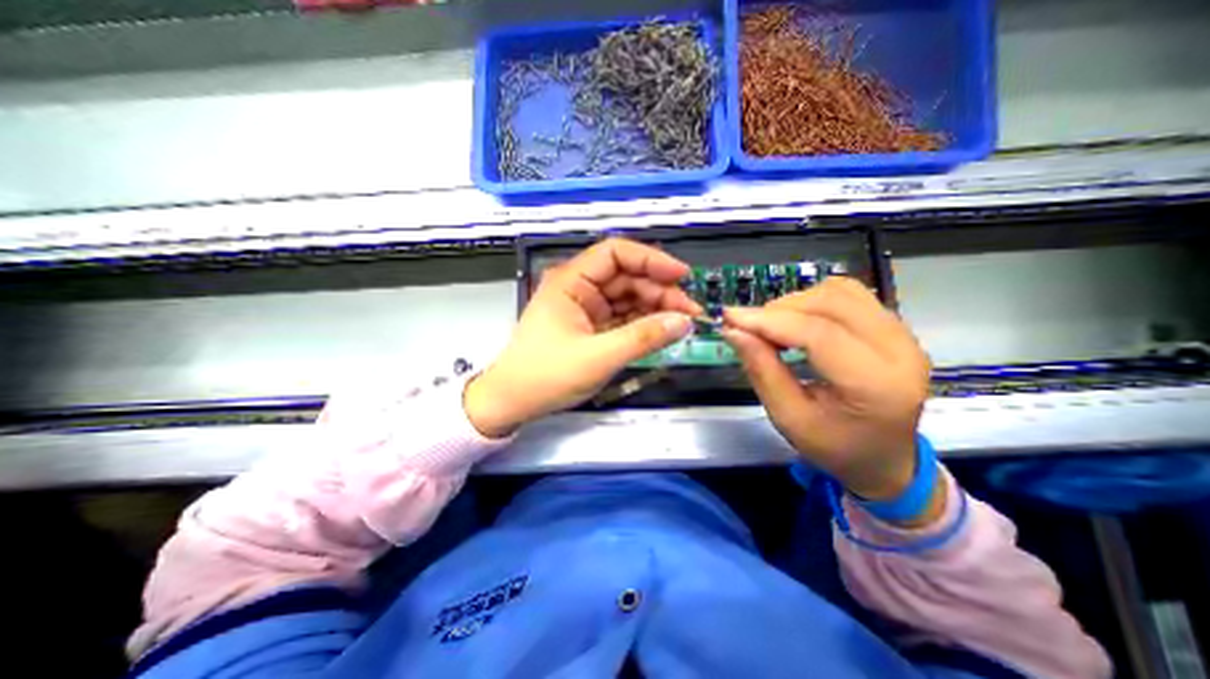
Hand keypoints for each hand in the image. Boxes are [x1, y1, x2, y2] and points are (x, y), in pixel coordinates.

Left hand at [468, 242, 704, 436]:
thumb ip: (643, 337)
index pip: (616, 253)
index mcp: (571, 281)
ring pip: (628, 297)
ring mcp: (586, 308)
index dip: (651, 259)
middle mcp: (579, 288)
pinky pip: (623, 317)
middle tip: (690, 311)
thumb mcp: (598, 357)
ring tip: (682, 323)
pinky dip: (643, 323)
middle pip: (626, 277)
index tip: (681, 276)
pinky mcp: (591, 327)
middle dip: (659, 290)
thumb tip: (684, 321)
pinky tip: (662, 331)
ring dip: (655, 308)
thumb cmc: (546, 376)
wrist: (512, 402)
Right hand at [722, 280, 929, 505]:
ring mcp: (903, 335)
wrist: (884, 459)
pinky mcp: (896, 327)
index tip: (730, 317)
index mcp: (876, 385)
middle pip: (831, 303)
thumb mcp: (789, 418)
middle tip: (749, 327)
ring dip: (796, 303)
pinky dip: (814, 301)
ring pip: (840, 292)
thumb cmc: (835, 447)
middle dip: (779, 310)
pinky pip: (850, 295)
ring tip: (772, 327)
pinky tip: (797, 321)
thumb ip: (762, 371)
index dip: (769, 321)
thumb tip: (733, 331)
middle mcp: (900, 351)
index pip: (818, 334)